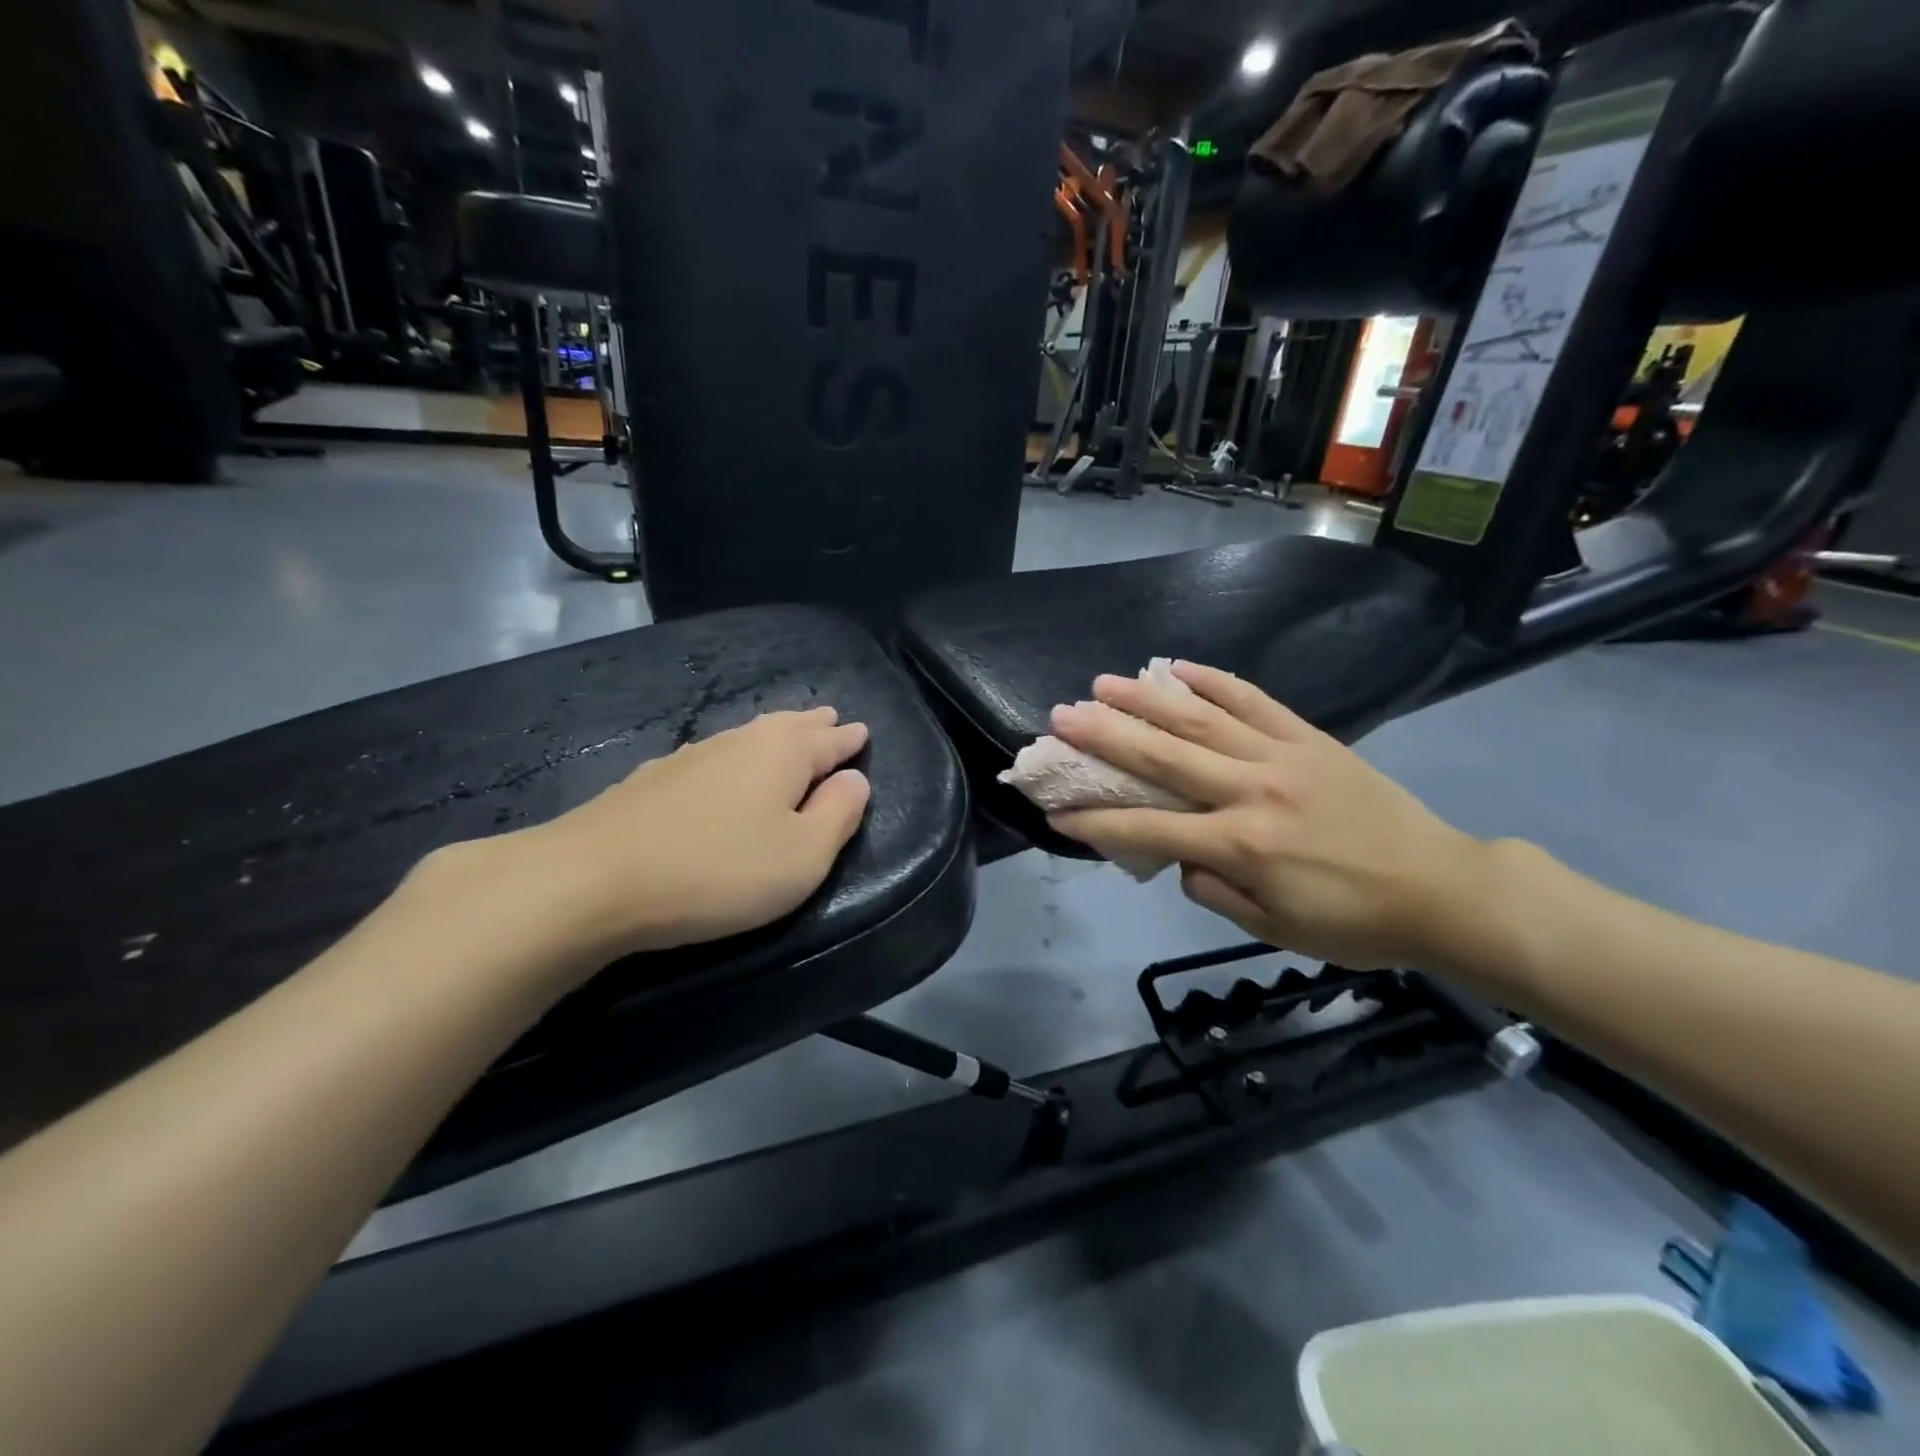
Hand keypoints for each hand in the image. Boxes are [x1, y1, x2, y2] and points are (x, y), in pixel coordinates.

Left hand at [418, 707, 870, 977]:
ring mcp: (690, 757)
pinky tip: (724, 766)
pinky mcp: (652, 780)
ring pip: (747, 736)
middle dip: (812, 725)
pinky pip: (713, 755)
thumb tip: (854, 780)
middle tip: (830, 719)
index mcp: (782, 754)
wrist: (593, 879)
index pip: (828, 741)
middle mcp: (739, 742)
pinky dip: (735, 756)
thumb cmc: (719, 870)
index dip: (848, 740)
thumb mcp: (802, 856)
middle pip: (787, 726)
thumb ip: (838, 815)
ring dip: (774, 735)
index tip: (861, 732)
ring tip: (787, 733)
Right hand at [1046, 662, 1494, 969]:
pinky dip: (1214, 682)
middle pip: (1164, 758)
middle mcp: (1252, 791)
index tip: (1056, 812)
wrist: (1442, 889)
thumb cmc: (1353, 922)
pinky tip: (1178, 667)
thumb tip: (1181, 854)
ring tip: (1104, 683)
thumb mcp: (1274, 927)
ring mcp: (1281, 756)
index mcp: (1241, 845)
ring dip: (1146, 700)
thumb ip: (1214, 889)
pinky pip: (1253, 701)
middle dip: (1106, 737)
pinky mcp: (1309, 738)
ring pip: (1201, 721)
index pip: (1150, 830)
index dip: (1097, 824)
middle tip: (1061, 716)